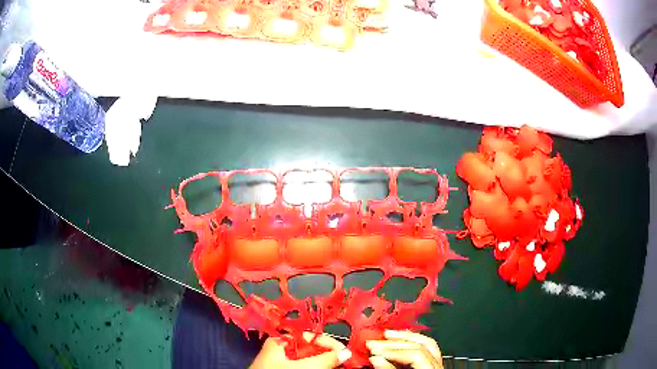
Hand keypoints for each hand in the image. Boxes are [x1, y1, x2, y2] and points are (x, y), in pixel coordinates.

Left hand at [250, 332, 351, 368]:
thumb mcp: (301, 367)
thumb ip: (324, 359)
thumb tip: (346, 352)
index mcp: (280, 342)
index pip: (308, 336)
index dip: (327, 342)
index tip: (344, 350)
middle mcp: (282, 350)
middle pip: (310, 348)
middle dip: (328, 353)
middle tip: (344, 359)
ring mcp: (285, 363)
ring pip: (310, 359)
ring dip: (326, 362)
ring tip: (339, 365)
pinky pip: (306, 366)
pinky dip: (318, 367)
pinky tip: (329, 368)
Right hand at [366, 330, 443, 368]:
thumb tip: (375, 357)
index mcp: (433, 368)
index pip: (416, 354)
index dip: (393, 351)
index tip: (374, 350)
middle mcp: (439, 364)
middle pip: (421, 345)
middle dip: (395, 343)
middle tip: (374, 342)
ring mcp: (438, 363)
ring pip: (426, 343)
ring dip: (404, 338)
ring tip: (386, 335)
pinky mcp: (433, 364)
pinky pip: (427, 348)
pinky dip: (411, 343)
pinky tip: (400, 340)